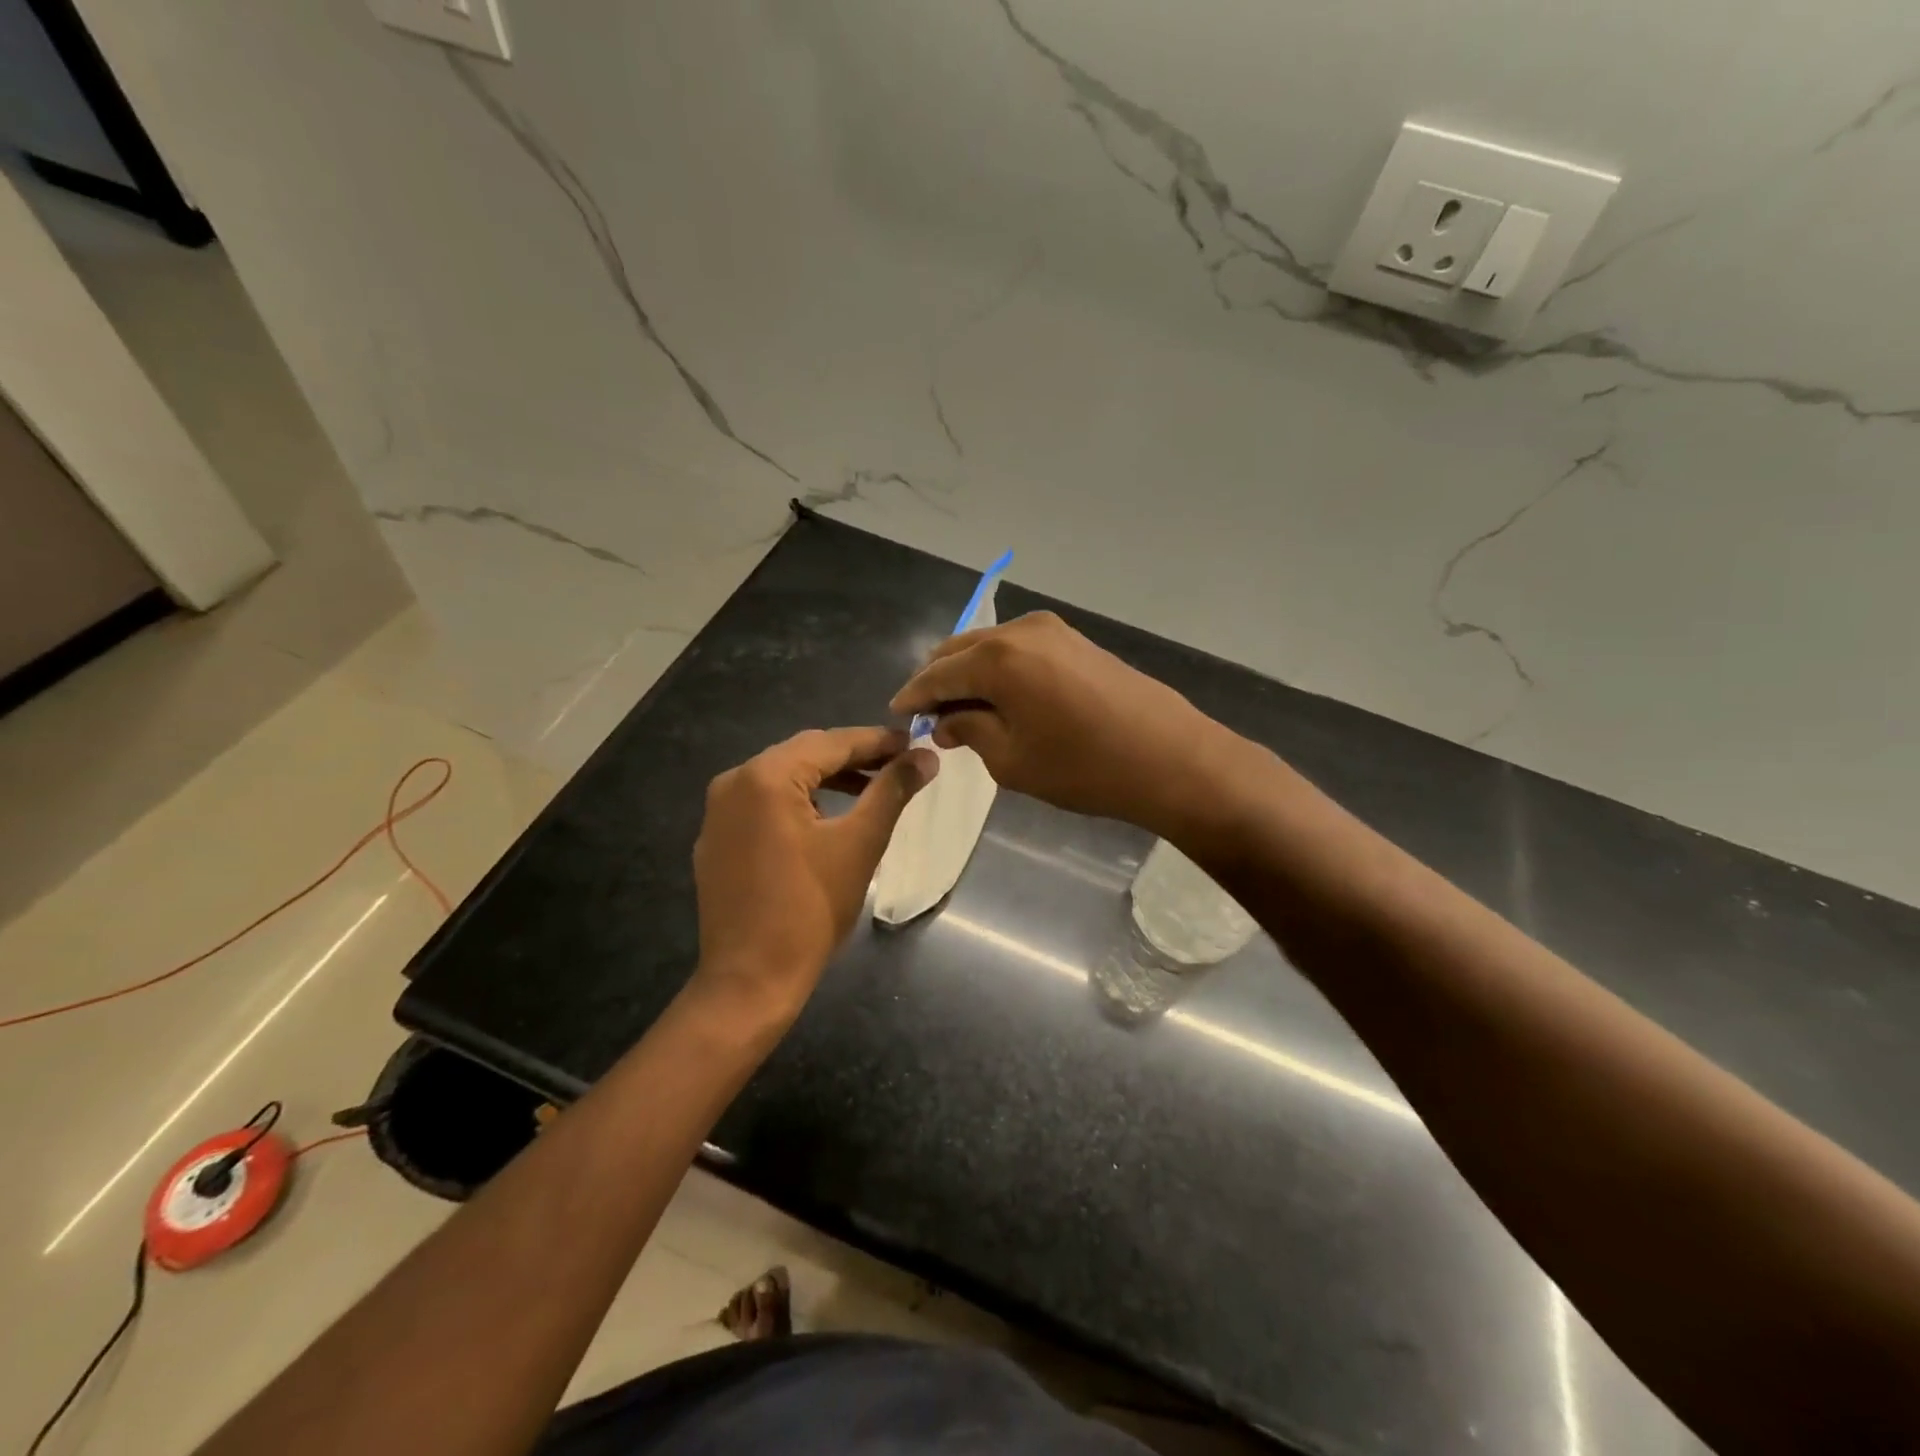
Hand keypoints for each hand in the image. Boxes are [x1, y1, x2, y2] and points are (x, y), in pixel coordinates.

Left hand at [691, 727, 935, 1023]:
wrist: (750, 980)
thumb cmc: (811, 909)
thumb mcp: (860, 844)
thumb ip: (892, 791)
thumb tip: (926, 756)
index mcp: (765, 776)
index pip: (831, 742)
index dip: (876, 741)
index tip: (915, 744)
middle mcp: (734, 782)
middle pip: (803, 754)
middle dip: (853, 757)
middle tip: (898, 763)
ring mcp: (718, 813)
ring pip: (782, 778)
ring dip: (827, 779)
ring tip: (870, 790)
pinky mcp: (716, 840)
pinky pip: (763, 804)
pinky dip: (799, 802)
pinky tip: (826, 819)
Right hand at [889, 612, 1244, 842]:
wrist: (1169, 757)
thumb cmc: (1082, 766)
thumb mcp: (1011, 759)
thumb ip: (969, 730)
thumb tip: (945, 721)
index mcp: (996, 658)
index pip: (936, 674)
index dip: (913, 696)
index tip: (898, 714)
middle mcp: (1019, 630)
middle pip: (960, 651)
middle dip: (939, 682)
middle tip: (931, 717)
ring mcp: (1052, 630)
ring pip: (990, 647)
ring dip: (970, 674)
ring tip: (964, 710)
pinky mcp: (1075, 639)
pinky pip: (1019, 650)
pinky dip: (1000, 670)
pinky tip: (1002, 697)